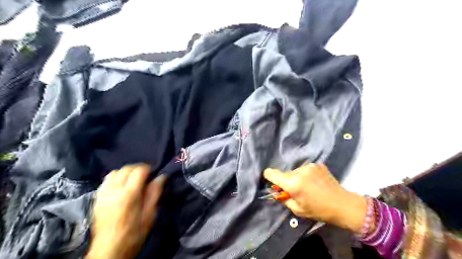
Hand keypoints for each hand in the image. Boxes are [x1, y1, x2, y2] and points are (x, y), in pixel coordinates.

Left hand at [85, 164, 166, 258]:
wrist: (109, 250)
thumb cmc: (134, 233)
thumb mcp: (150, 214)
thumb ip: (155, 193)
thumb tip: (161, 177)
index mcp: (130, 194)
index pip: (139, 170)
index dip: (148, 169)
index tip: (153, 174)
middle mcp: (115, 190)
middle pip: (126, 168)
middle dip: (138, 169)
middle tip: (145, 177)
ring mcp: (104, 194)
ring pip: (115, 172)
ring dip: (126, 173)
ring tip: (133, 181)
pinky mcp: (97, 198)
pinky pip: (106, 180)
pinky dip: (115, 178)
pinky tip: (121, 186)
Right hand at [263, 164, 367, 233]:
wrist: (343, 204)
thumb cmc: (318, 210)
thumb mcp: (297, 209)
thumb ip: (283, 199)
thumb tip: (276, 192)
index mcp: (293, 183)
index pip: (272, 173)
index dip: (268, 175)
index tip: (269, 179)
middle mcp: (299, 171)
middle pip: (285, 173)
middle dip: (287, 181)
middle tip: (296, 190)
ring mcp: (309, 166)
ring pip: (296, 171)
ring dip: (297, 177)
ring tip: (308, 186)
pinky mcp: (317, 164)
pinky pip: (306, 169)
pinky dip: (307, 175)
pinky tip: (315, 182)